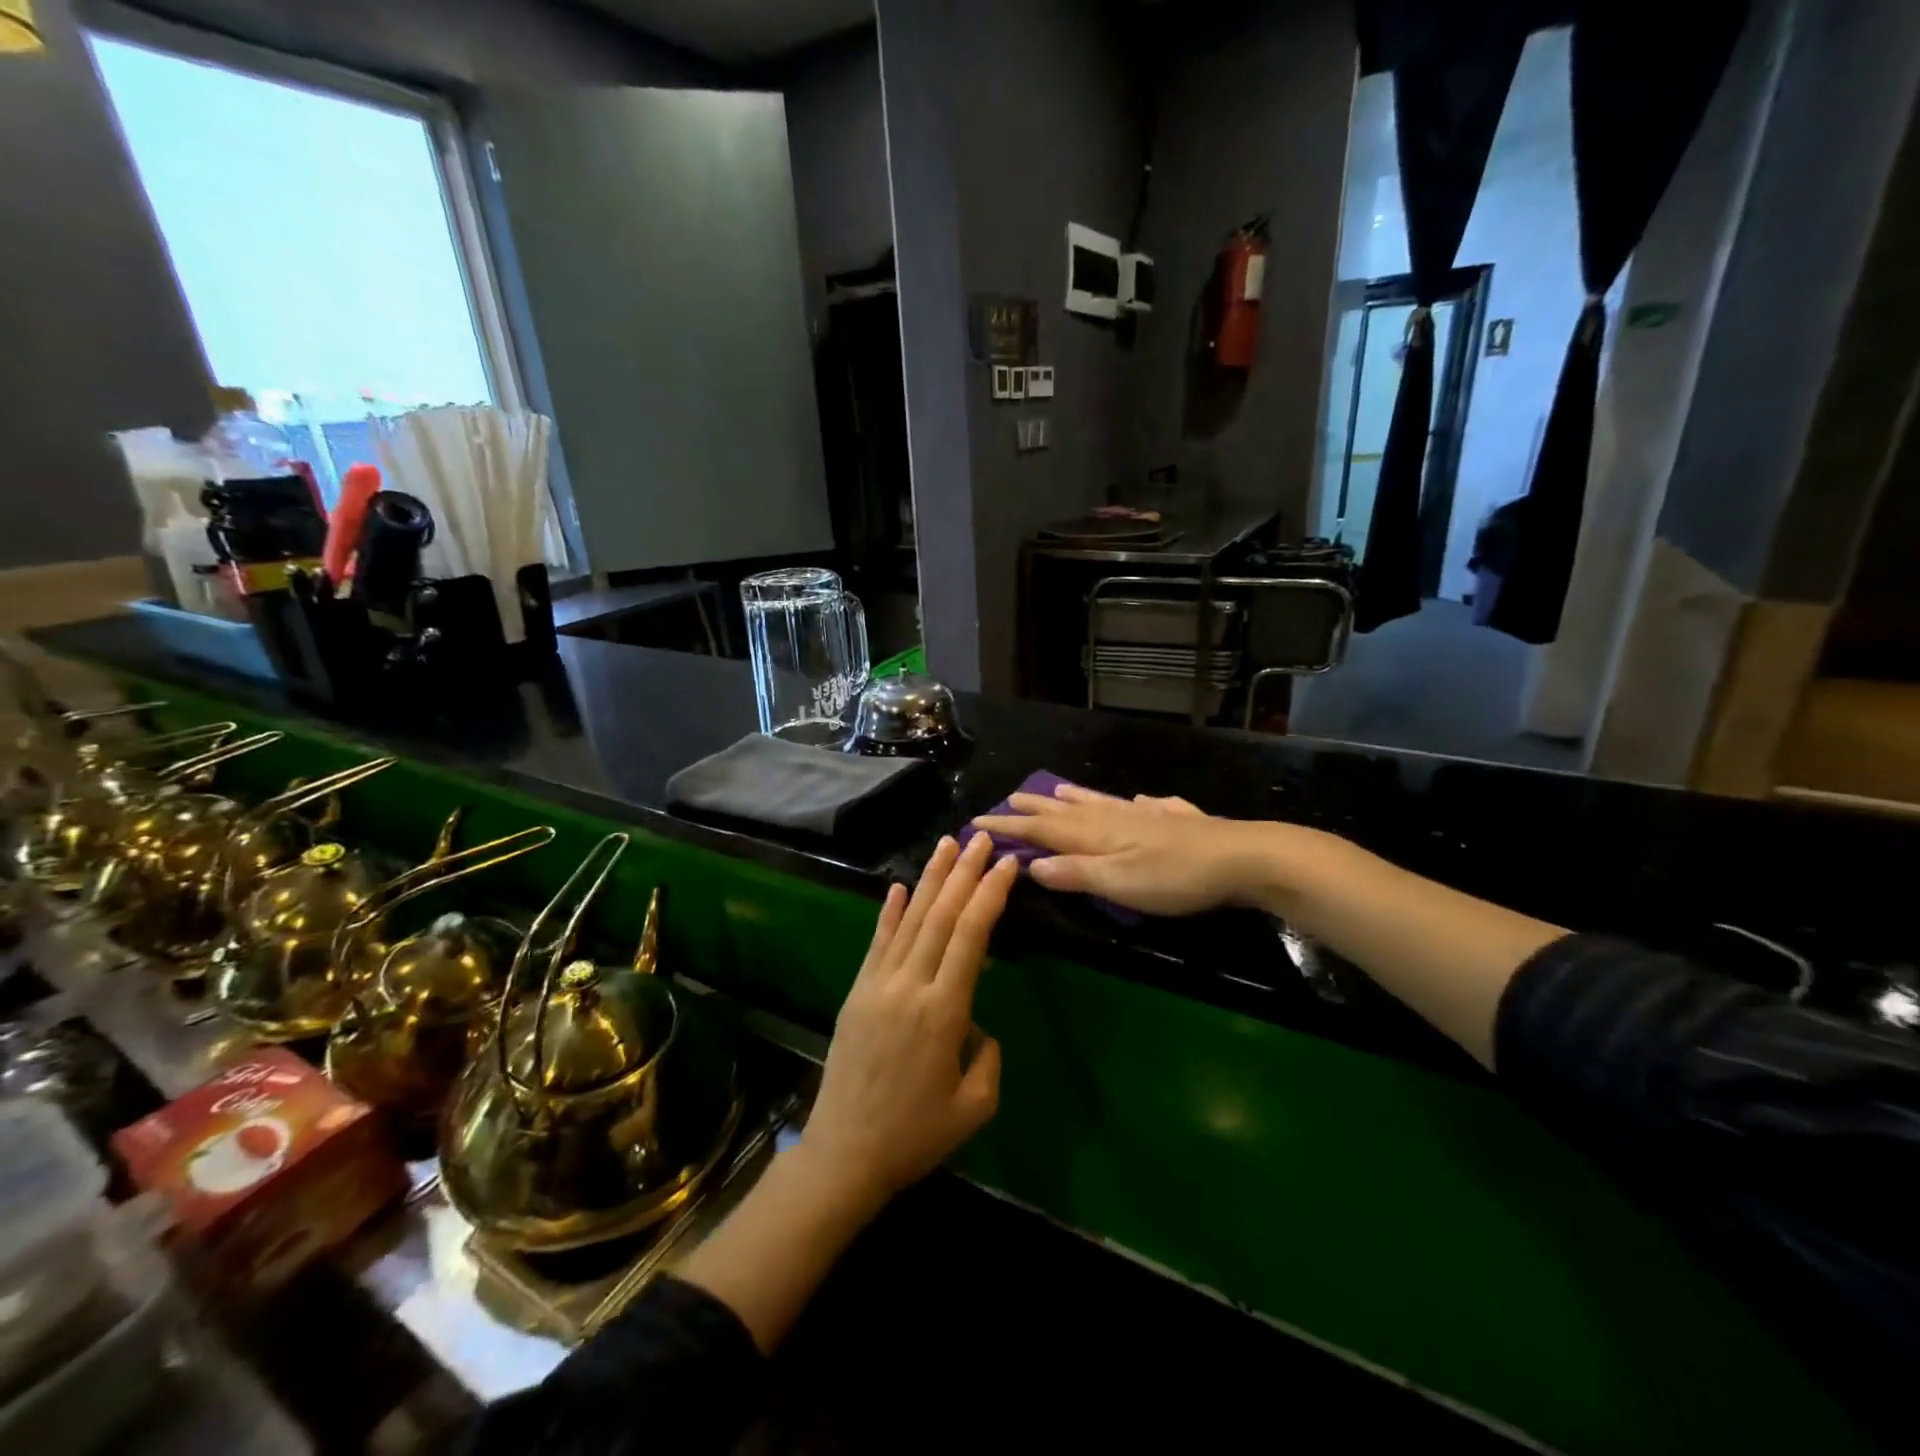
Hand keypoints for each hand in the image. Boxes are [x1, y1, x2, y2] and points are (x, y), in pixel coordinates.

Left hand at [797, 833, 1017, 1211]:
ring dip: (930, 878)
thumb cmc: (915, 1136)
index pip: (970, 936)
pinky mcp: (856, 991)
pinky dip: (888, 911)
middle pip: (940, 916)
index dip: (989, 895)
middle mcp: (909, 986)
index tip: (1007, 864)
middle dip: (964, 873)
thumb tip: (976, 1025)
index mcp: (943, 1012)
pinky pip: (877, 942)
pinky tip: (898, 885)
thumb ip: (987, 1057)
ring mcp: (877, 984)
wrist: (844, 1154)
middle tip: (982, 838)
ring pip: (908, 919)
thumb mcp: (973, 1107)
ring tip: (947, 844)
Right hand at [973, 783, 1304, 916]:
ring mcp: (1145, 815)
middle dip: (1033, 808)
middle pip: (1065, 811)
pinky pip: (1140, 805)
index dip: (1009, 826)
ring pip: (1099, 803)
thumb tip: (1030, 864)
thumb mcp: (1119, 884)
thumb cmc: (1175, 878)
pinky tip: (1137, 800)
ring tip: (1053, 790)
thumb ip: (1075, 873)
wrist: (1241, 857)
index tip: (977, 820)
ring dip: (1072, 798)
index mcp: (1096, 834)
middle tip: (1006, 800)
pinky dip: (1127, 802)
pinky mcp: (1174, 820)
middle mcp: (1115, 818)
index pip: (1041, 829)